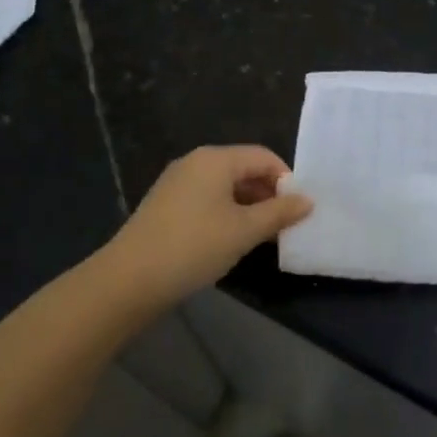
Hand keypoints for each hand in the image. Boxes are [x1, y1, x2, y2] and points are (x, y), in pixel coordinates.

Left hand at [104, 145, 312, 307]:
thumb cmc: (194, 246)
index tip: (300, 209)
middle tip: (285, 225)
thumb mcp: (244, 231)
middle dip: (268, 194)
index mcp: (215, 159)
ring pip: (225, 187)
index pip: (263, 157)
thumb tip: (307, 200)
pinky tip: (232, 241)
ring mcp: (177, 183)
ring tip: (263, 236)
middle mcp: (195, 162)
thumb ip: (279, 212)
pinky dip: (226, 214)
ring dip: (248, 207)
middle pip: (243, 169)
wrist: (129, 280)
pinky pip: (207, 200)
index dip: (286, 179)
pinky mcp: (166, 205)